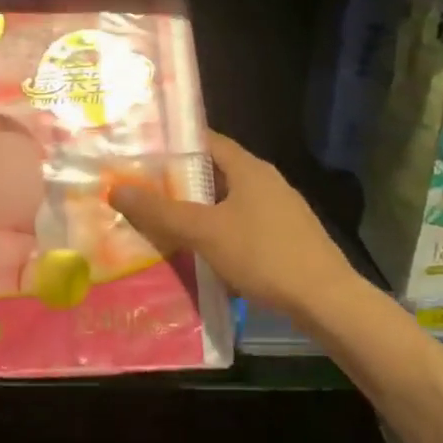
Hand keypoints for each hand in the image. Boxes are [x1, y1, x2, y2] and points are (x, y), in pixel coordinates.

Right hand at [107, 130, 353, 320]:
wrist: (325, 301)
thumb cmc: (263, 254)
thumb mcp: (204, 231)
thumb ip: (160, 210)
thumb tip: (116, 189)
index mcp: (249, 169)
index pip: (206, 141)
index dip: (174, 144)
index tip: (141, 152)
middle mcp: (266, 182)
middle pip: (214, 172)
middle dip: (178, 181)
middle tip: (141, 189)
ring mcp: (279, 210)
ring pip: (227, 201)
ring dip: (197, 209)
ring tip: (160, 220)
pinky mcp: (285, 237)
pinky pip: (241, 225)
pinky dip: (216, 230)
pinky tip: (198, 251)